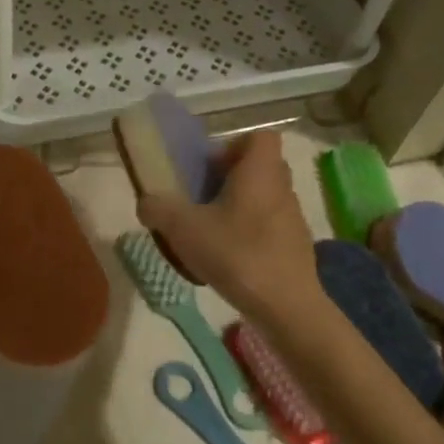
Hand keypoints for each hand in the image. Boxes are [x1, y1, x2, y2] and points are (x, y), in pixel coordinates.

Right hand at [137, 130, 321, 326]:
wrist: (286, 307)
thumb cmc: (236, 254)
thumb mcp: (183, 228)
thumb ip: (158, 208)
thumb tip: (146, 202)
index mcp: (260, 171)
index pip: (259, 137)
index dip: (234, 146)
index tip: (210, 168)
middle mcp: (282, 187)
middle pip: (260, 168)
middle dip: (231, 178)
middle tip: (203, 198)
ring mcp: (294, 218)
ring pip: (265, 199)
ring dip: (240, 208)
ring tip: (212, 233)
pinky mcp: (297, 248)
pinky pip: (270, 228)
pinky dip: (251, 235)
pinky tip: (230, 260)